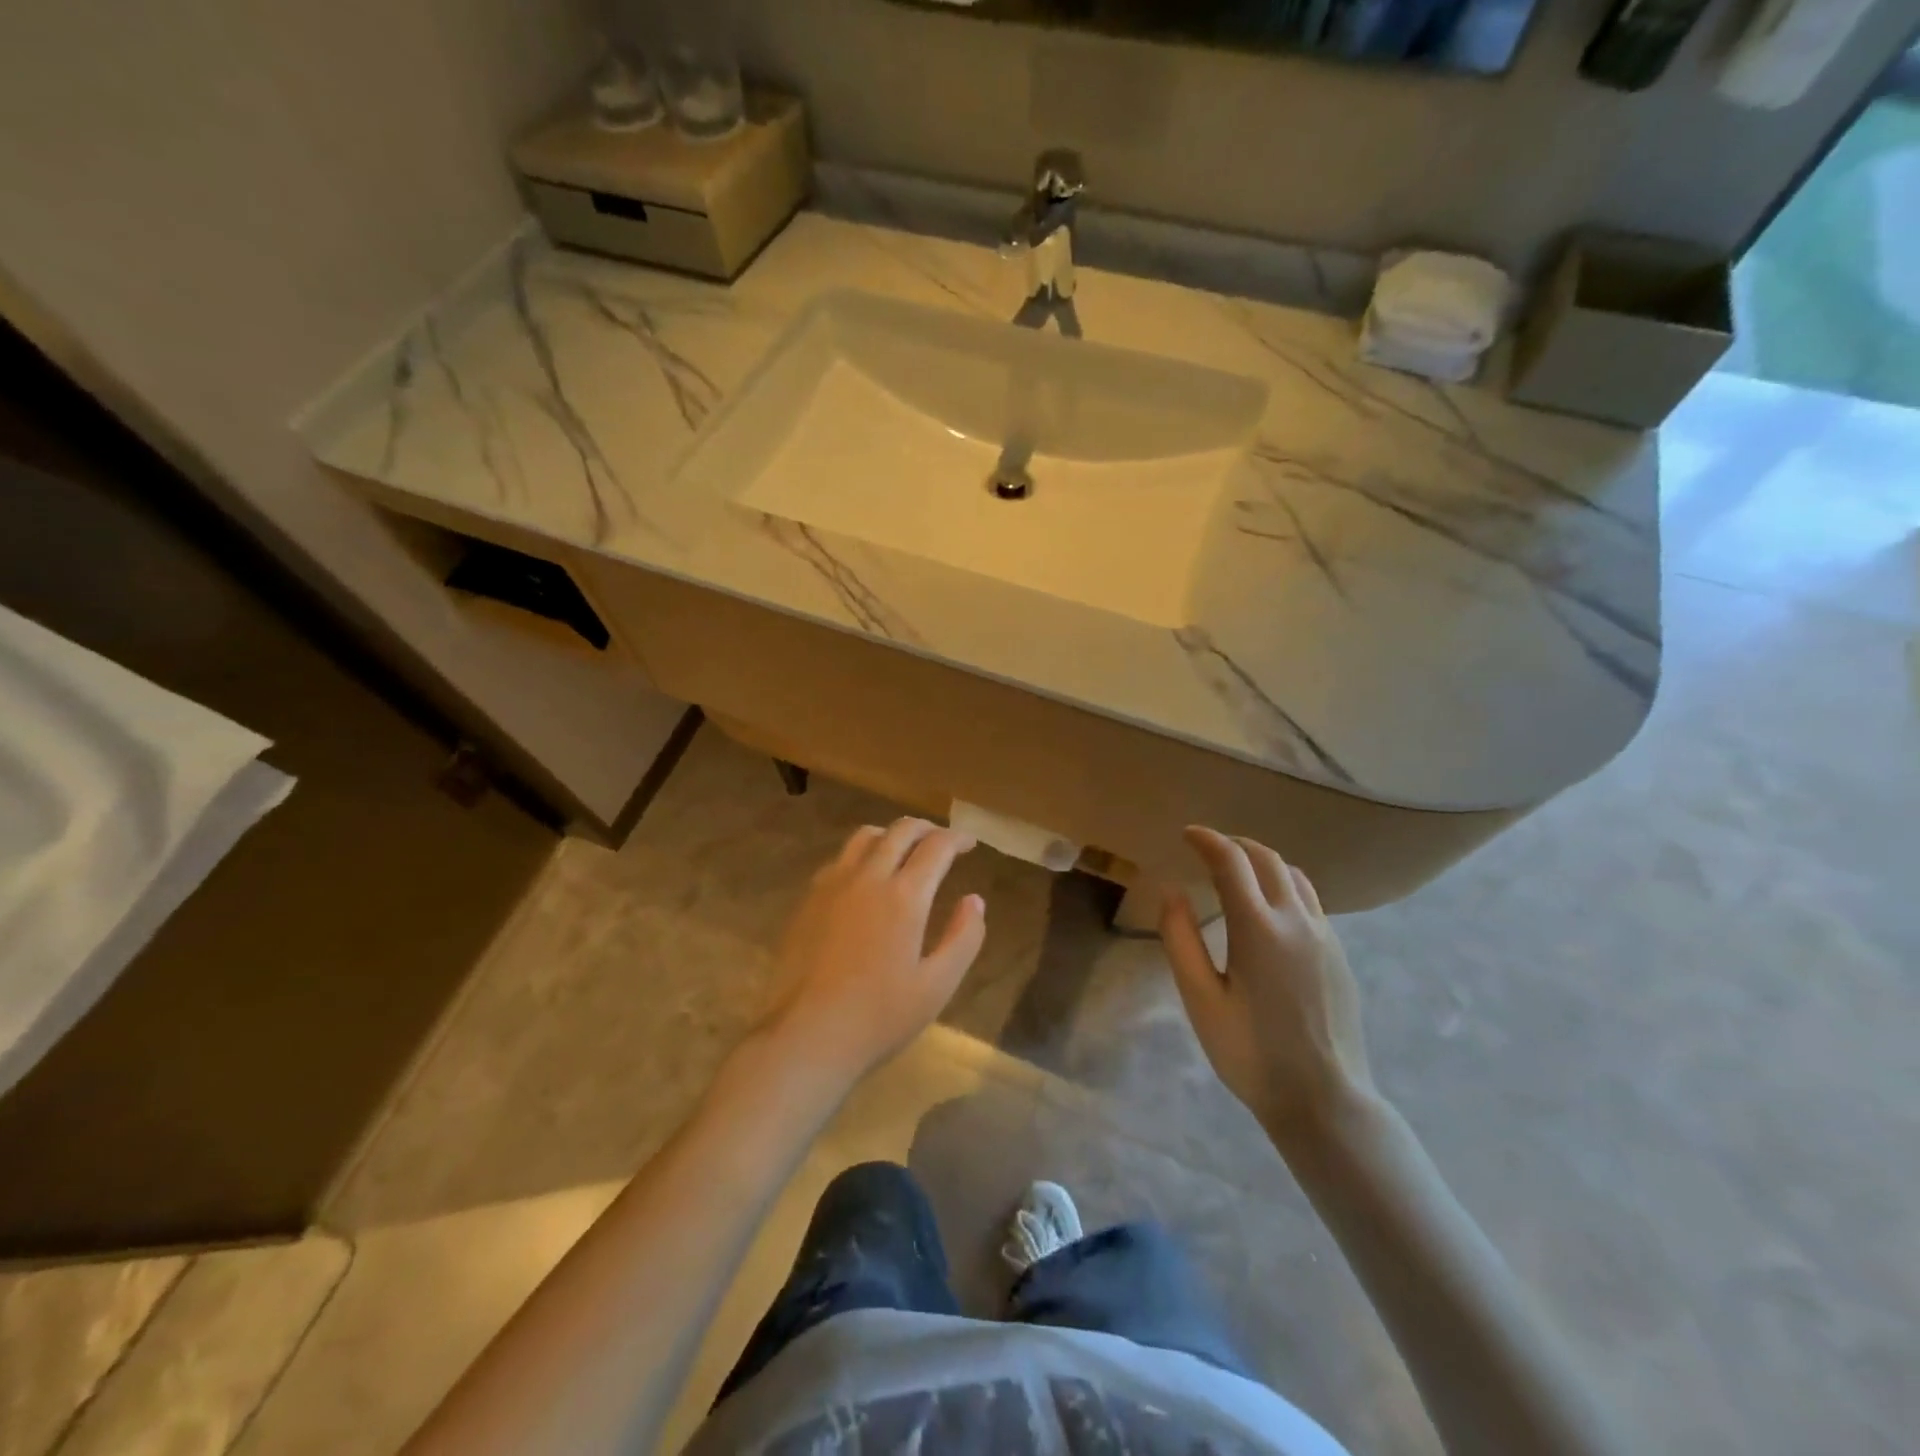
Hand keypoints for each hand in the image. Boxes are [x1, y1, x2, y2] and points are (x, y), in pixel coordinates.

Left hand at [765, 818, 985, 1079]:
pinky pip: (839, 858)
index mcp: (904, 896)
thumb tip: (974, 900)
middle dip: (927, 828)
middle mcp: (868, 877)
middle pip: (900, 831)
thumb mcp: (937, 986)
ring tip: (904, 849)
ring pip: (865, 836)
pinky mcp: (808, 899)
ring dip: (891, 834)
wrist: (805, 1036)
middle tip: (942, 841)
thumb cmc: (879, 1017)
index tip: (969, 843)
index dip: (957, 839)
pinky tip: (865, 876)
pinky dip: (862, 853)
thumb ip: (963, 938)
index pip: (936, 847)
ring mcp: (832, 885)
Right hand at [1160, 827, 1373, 1135]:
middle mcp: (1297, 920)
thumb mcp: (1200, 999)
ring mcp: (1325, 936)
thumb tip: (1174, 892)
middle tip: (1208, 848)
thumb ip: (1181, 940)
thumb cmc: (1252, 1054)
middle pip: (1267, 859)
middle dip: (1235, 844)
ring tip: (1238, 870)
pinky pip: (1311, 900)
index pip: (1231, 861)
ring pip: (1295, 876)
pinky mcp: (1339, 954)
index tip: (1187, 834)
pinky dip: (1284, 885)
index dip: (1207, 840)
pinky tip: (1270, 908)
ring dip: (1263, 861)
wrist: (1325, 1100)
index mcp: (1259, 928)